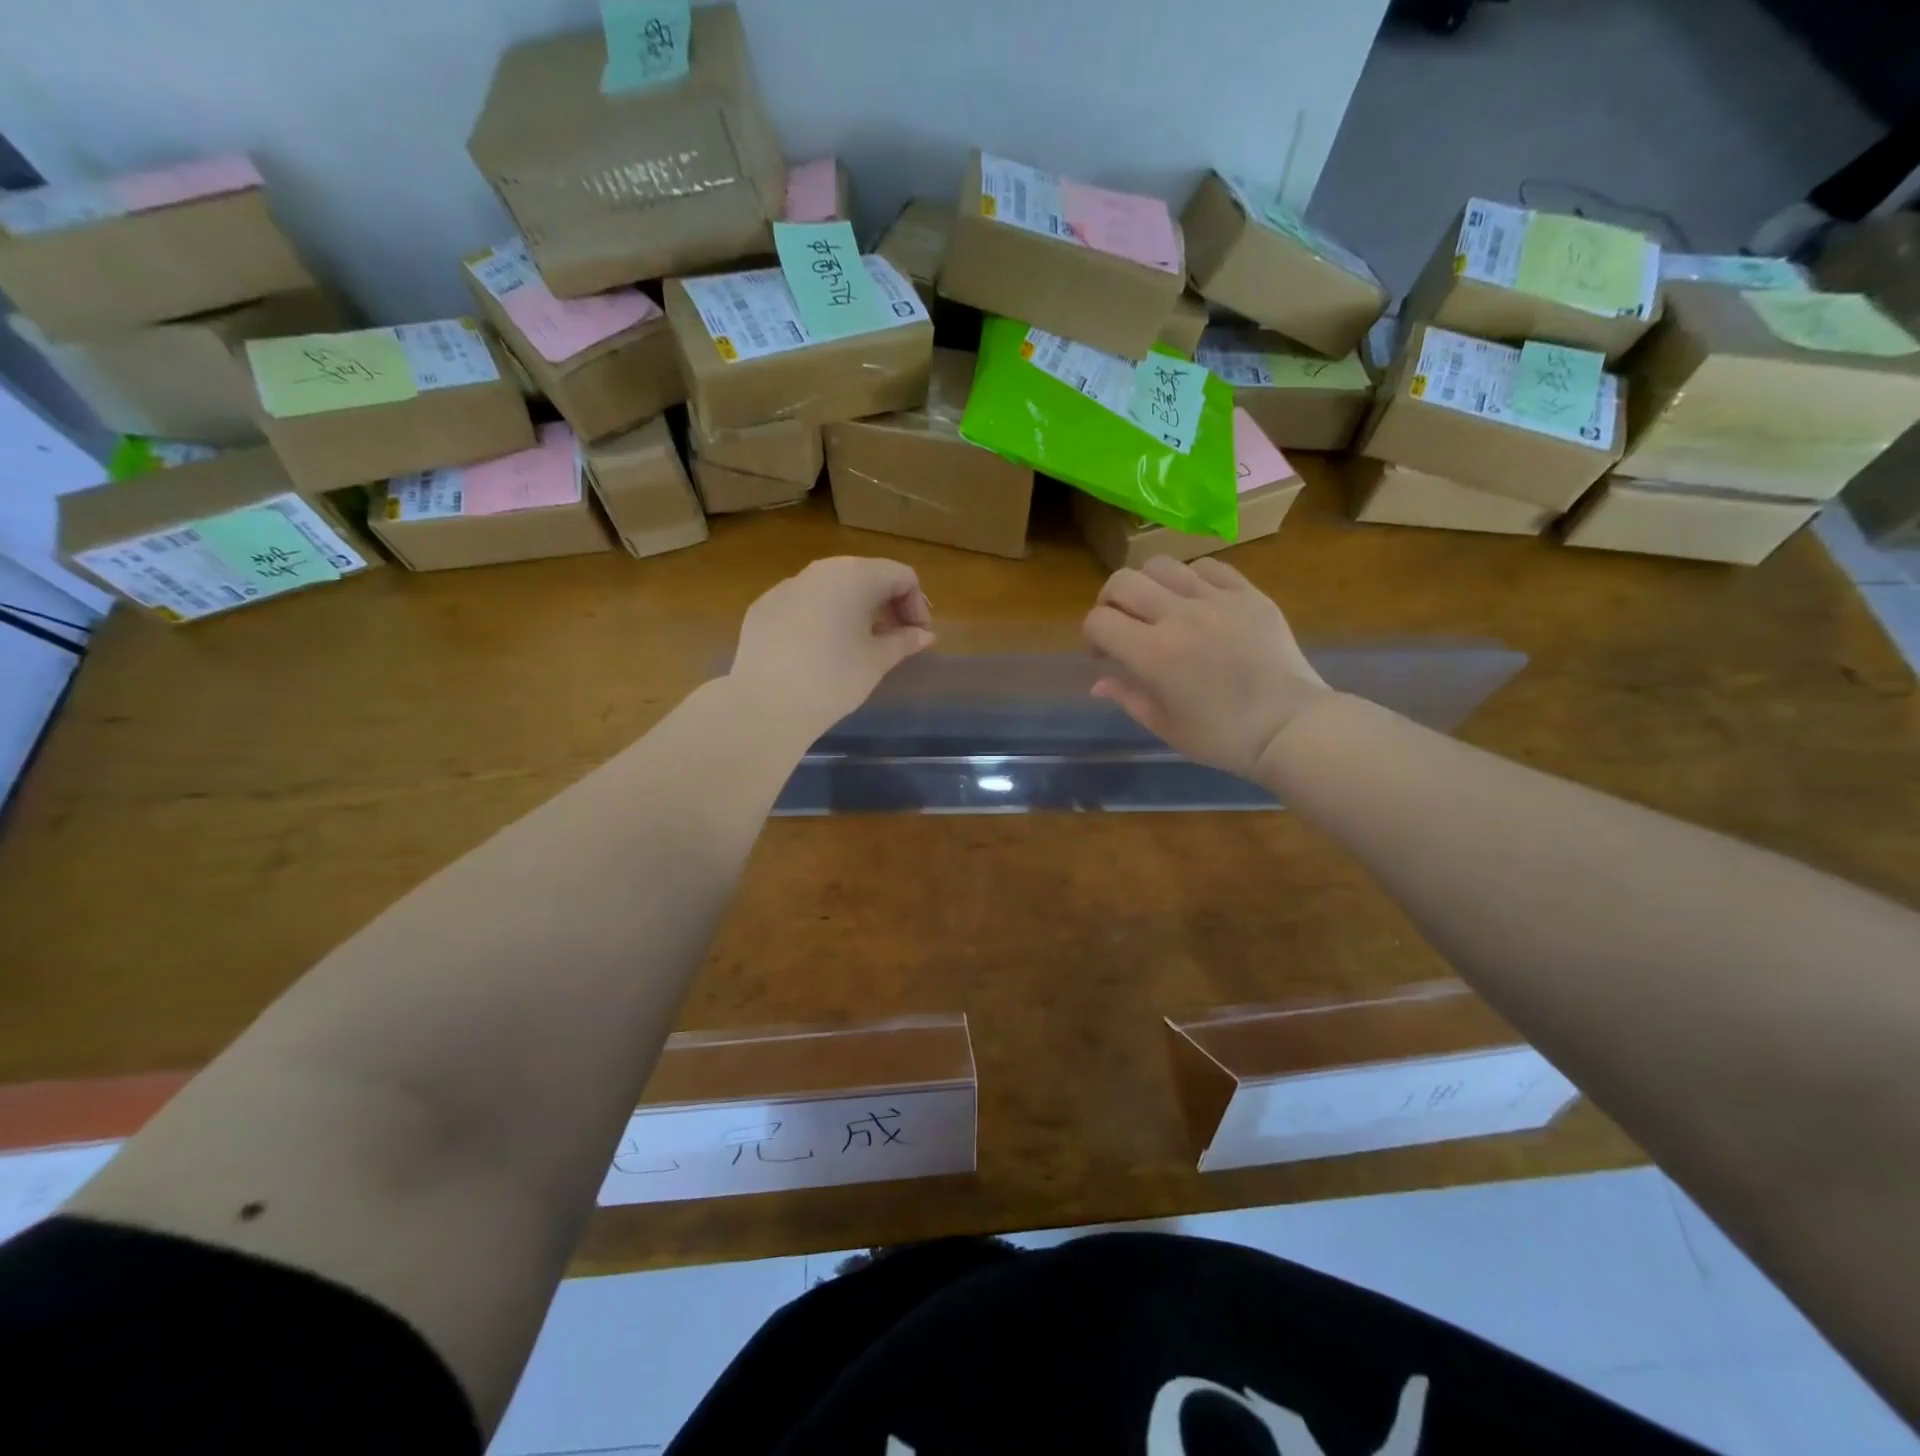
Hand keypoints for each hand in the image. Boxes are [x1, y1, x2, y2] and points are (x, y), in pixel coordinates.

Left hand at [731, 556, 935, 736]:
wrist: (766, 703)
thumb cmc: (834, 679)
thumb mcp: (877, 661)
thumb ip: (904, 641)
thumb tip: (923, 634)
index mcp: (856, 576)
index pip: (901, 576)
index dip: (917, 604)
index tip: (917, 636)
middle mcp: (821, 570)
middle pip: (866, 574)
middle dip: (886, 603)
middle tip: (894, 638)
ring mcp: (788, 585)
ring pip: (832, 586)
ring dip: (853, 608)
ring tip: (858, 643)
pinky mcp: (764, 606)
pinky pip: (803, 602)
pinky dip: (821, 616)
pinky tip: (818, 649)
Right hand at [1083, 556, 1330, 779]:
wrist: (1289, 727)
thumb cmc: (1222, 737)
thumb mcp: (1165, 725)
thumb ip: (1128, 697)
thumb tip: (1099, 682)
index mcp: (1152, 653)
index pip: (1099, 621)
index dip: (1092, 635)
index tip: (1103, 654)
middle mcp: (1178, 616)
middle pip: (1123, 581)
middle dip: (1110, 600)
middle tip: (1120, 621)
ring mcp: (1216, 600)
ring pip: (1162, 566)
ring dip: (1148, 584)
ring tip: (1158, 606)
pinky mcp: (1248, 594)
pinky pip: (1208, 567)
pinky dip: (1191, 579)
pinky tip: (1197, 600)